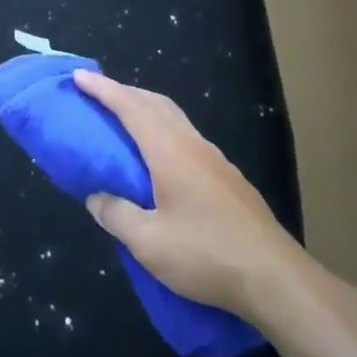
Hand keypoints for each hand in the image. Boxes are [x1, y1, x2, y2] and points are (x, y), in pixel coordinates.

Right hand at [74, 70, 306, 321]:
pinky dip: (164, 132)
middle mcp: (193, 146)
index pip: (131, 107)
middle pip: (156, 104)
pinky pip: (187, 139)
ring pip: (175, 120)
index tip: (79, 76)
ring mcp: (216, 161)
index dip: (103, 90)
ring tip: (124, 122)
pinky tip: (159, 159)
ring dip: (146, 111)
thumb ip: (116, 215)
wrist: (276, 280)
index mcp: (170, 151)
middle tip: (97, 96)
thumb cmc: (206, 255)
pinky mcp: (229, 180)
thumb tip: (96, 197)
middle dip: (125, 93)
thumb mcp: (148, 242)